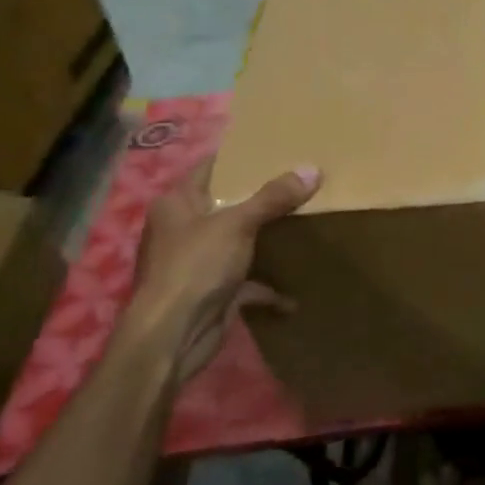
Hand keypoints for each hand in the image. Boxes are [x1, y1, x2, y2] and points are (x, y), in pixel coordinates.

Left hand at [130, 160, 320, 378]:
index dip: (241, 158)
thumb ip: (273, 198)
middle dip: (262, 198)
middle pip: (228, 205)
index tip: (276, 150)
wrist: (172, 335)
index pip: (211, 168)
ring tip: (303, 224)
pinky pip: (247, 283)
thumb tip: (312, 170)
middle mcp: (184, 229)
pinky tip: (295, 293)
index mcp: (178, 203)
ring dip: (265, 240)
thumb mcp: (237, 224)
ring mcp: (198, 262)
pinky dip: (268, 287)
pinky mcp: (213, 291)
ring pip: (238, 242)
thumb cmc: (195, 267)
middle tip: (300, 182)